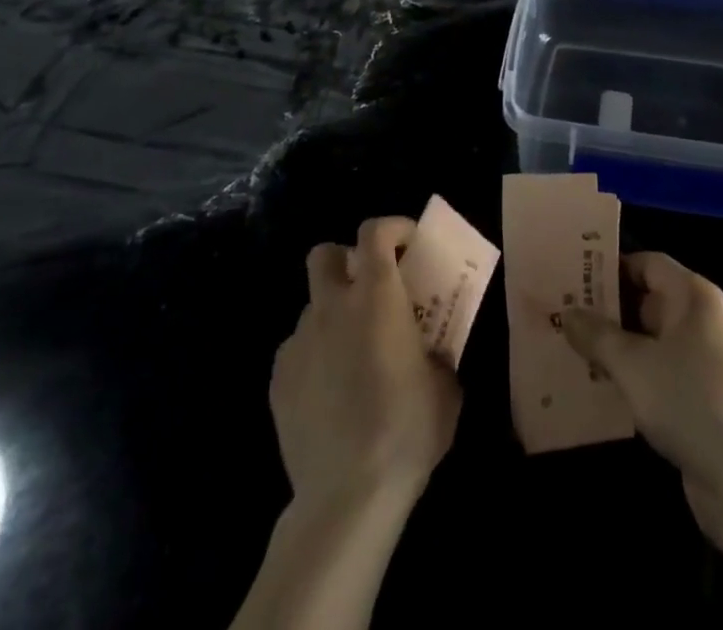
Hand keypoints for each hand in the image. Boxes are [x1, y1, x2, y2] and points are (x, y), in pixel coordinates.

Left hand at [270, 217, 461, 514]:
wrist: (347, 495)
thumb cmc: (407, 430)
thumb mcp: (445, 386)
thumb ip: (436, 353)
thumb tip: (430, 353)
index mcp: (376, 296)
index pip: (374, 232)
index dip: (392, 228)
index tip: (409, 243)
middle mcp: (332, 306)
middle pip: (325, 254)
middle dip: (346, 260)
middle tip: (370, 288)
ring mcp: (299, 342)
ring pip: (312, 307)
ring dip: (333, 315)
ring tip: (353, 354)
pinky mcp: (278, 380)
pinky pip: (298, 350)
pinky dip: (316, 356)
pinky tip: (331, 392)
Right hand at [561, 252, 722, 551]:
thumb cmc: (689, 399)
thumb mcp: (633, 363)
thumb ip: (597, 335)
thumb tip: (567, 313)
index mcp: (692, 296)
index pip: (647, 263)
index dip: (611, 267)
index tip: (574, 275)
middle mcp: (699, 320)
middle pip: (646, 301)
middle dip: (606, 309)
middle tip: (561, 313)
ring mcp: (701, 362)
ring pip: (648, 342)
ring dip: (614, 347)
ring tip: (568, 349)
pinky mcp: (698, 400)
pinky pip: (655, 375)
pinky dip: (629, 378)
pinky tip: (595, 388)